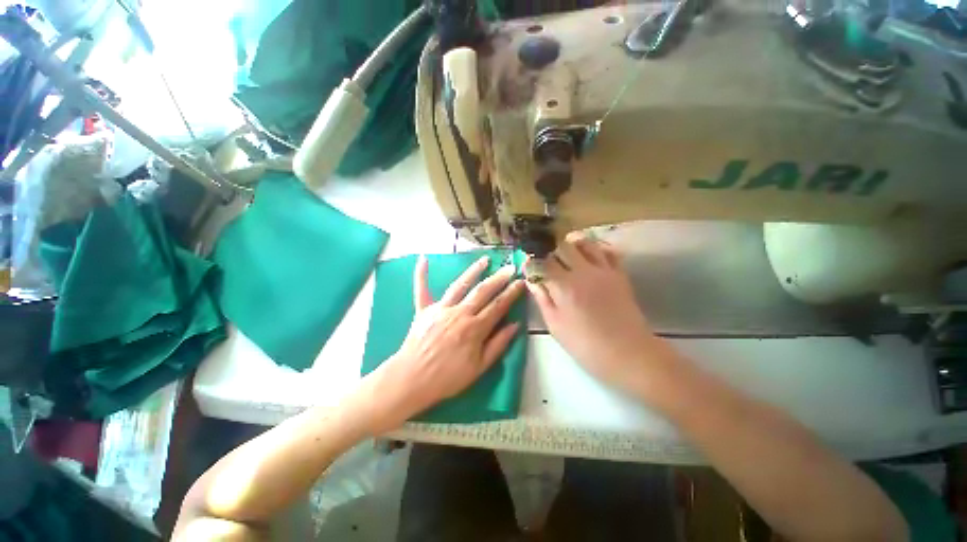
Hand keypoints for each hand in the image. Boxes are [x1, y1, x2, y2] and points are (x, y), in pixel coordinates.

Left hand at [362, 255, 524, 432]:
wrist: (412, 380)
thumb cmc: (448, 377)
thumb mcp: (479, 367)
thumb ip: (498, 344)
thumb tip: (516, 325)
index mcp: (475, 328)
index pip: (498, 306)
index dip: (512, 293)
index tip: (522, 282)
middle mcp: (459, 313)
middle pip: (482, 291)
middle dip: (498, 278)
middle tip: (510, 267)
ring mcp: (440, 309)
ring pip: (460, 285)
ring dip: (473, 271)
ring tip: (484, 260)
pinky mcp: (423, 310)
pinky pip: (422, 289)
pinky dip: (421, 274)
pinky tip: (423, 259)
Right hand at [526, 232, 667, 392]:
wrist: (628, 353)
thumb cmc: (586, 344)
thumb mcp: (555, 325)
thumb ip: (542, 299)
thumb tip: (531, 280)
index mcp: (564, 286)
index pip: (543, 262)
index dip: (532, 262)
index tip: (528, 266)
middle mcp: (583, 271)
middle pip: (562, 246)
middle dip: (550, 251)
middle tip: (546, 262)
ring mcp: (604, 270)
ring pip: (585, 243)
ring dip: (571, 245)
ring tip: (565, 255)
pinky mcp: (619, 273)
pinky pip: (607, 251)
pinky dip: (595, 248)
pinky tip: (589, 256)